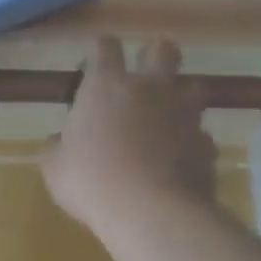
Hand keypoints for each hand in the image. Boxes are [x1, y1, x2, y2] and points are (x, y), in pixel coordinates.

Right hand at [43, 36, 216, 235]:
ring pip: (193, 87)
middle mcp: (149, 88)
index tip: (97, 61)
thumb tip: (56, 143)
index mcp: (107, 85)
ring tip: (170, 115)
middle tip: (148, 69)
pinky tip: (182, 159)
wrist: (152, 213)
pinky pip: (201, 134)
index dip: (103, 49)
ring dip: (181, 96)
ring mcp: (183, 113)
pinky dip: (192, 142)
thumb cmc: (93, 182)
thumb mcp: (56, 169)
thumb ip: (56, 149)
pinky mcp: (205, 143)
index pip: (106, 46)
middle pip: (163, 50)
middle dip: (157, 53)